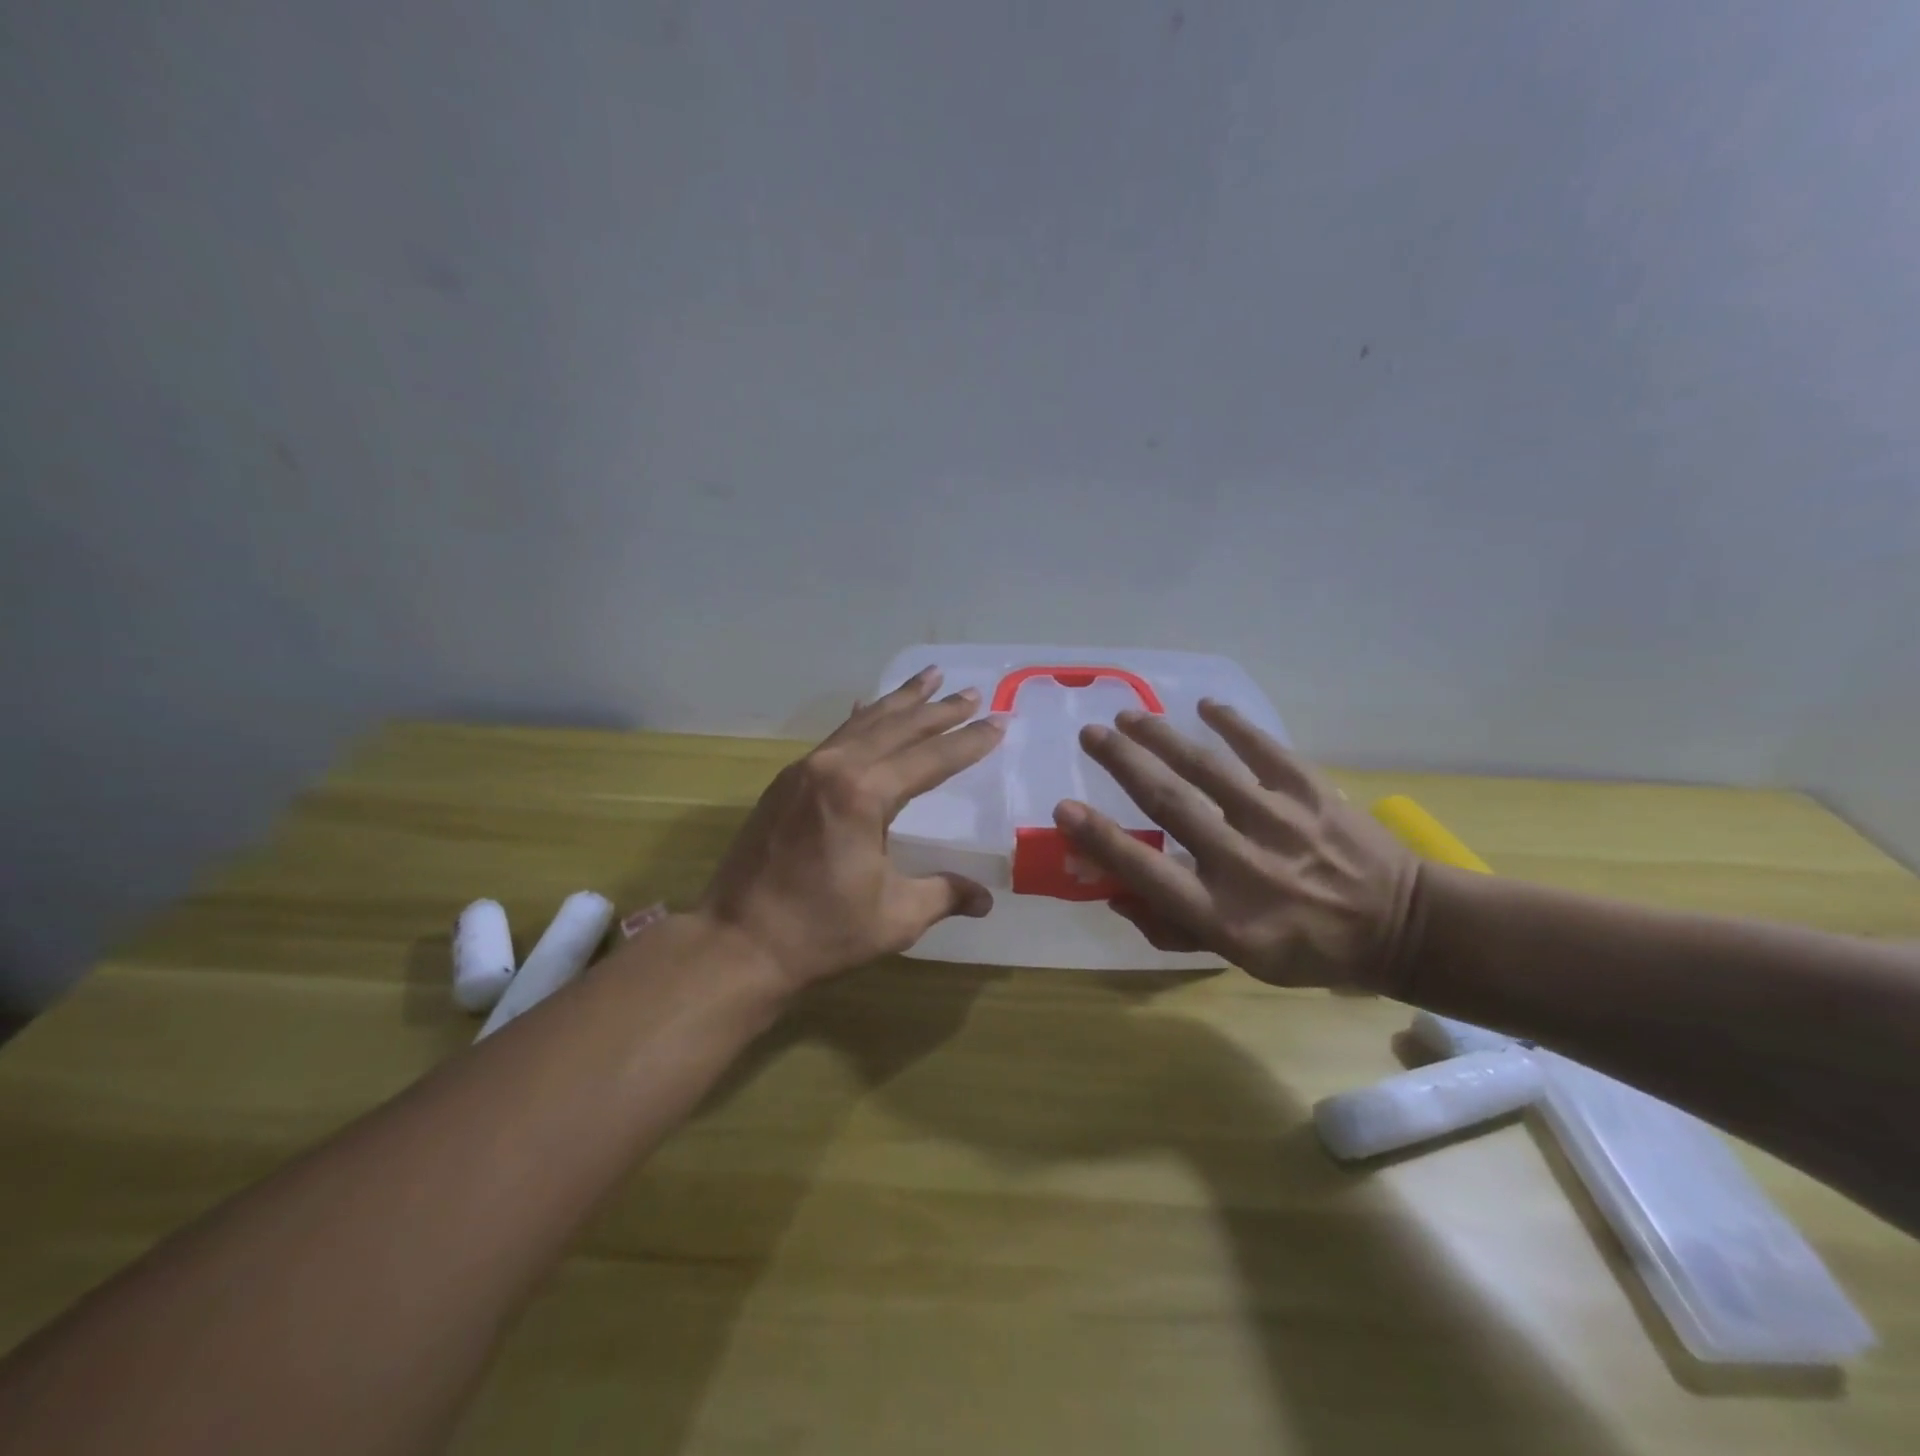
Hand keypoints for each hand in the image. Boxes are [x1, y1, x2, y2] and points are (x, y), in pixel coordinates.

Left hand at [698, 667, 1006, 991]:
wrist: (737, 943)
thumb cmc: (821, 932)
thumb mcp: (895, 917)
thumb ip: (944, 895)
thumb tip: (985, 900)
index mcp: (865, 795)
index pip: (930, 758)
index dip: (968, 742)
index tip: (999, 722)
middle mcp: (835, 768)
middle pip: (898, 728)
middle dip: (939, 710)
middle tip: (973, 692)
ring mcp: (805, 771)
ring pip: (863, 723)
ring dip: (900, 701)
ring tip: (929, 677)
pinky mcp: (786, 782)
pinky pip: (834, 737)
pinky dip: (860, 719)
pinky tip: (867, 706)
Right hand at [1052, 701, 1421, 992]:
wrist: (1402, 927)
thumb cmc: (1307, 948)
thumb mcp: (1237, 958)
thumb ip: (1172, 927)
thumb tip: (1113, 893)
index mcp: (1224, 915)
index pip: (1149, 875)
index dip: (1102, 842)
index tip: (1064, 808)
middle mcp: (1246, 865)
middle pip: (1172, 806)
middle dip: (1124, 765)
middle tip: (1090, 735)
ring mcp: (1281, 823)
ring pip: (1210, 770)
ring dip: (1163, 738)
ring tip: (1128, 715)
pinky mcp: (1312, 793)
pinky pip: (1265, 750)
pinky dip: (1234, 725)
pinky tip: (1203, 706)